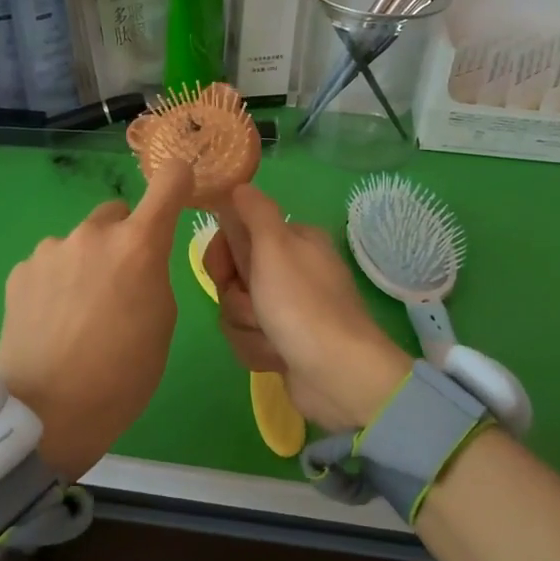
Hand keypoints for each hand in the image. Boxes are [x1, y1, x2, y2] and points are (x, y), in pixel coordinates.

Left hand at [0, 158, 193, 480]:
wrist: (47, 413)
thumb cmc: (123, 374)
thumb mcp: (162, 322)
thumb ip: (154, 274)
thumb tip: (138, 260)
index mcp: (138, 245)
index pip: (167, 183)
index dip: (178, 180)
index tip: (180, 186)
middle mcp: (93, 234)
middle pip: (117, 214)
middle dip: (125, 237)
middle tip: (122, 282)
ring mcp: (50, 249)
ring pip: (80, 241)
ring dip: (87, 261)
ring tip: (80, 311)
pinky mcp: (20, 271)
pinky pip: (51, 263)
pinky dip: (57, 280)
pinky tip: (53, 319)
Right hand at [203, 183, 411, 431]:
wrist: (338, 375)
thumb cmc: (302, 305)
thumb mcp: (275, 246)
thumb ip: (254, 212)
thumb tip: (239, 185)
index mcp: (294, 241)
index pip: (235, 236)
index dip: (221, 256)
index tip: (224, 272)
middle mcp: (292, 271)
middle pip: (232, 278)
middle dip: (237, 300)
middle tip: (257, 309)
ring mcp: (288, 309)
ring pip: (236, 312)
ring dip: (247, 329)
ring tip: (273, 339)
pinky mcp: (284, 343)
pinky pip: (248, 340)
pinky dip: (258, 351)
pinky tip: (278, 358)